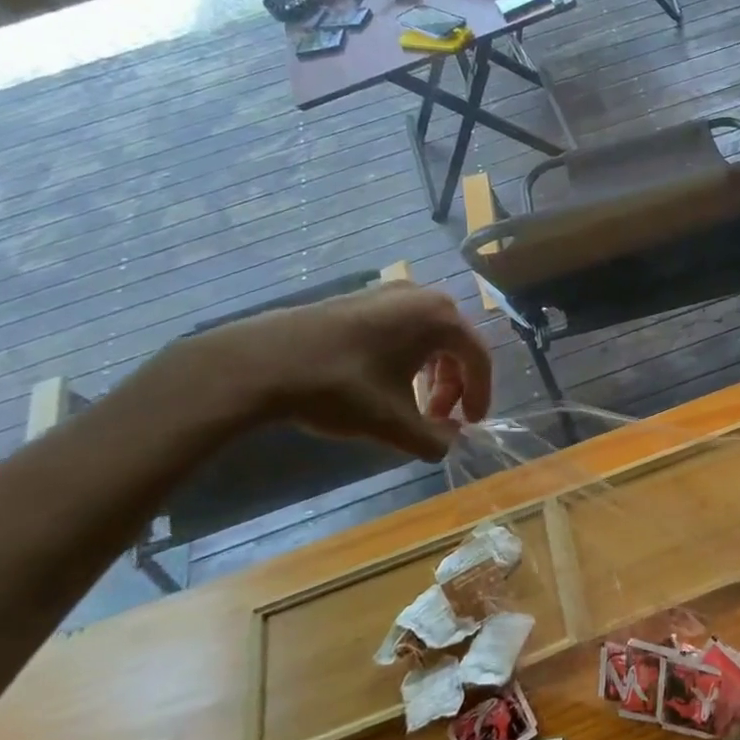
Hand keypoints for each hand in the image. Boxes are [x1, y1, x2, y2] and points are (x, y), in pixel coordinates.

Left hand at [186, 283, 492, 462]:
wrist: (259, 362)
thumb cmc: (339, 388)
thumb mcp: (392, 423)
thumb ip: (432, 439)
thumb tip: (448, 445)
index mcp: (440, 318)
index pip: (478, 358)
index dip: (480, 394)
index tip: (471, 424)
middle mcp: (421, 297)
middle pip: (455, 345)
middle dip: (452, 385)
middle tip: (438, 418)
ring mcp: (388, 294)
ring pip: (427, 337)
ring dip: (429, 374)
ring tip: (412, 405)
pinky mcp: (360, 299)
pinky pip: (401, 329)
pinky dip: (405, 358)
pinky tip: (384, 384)